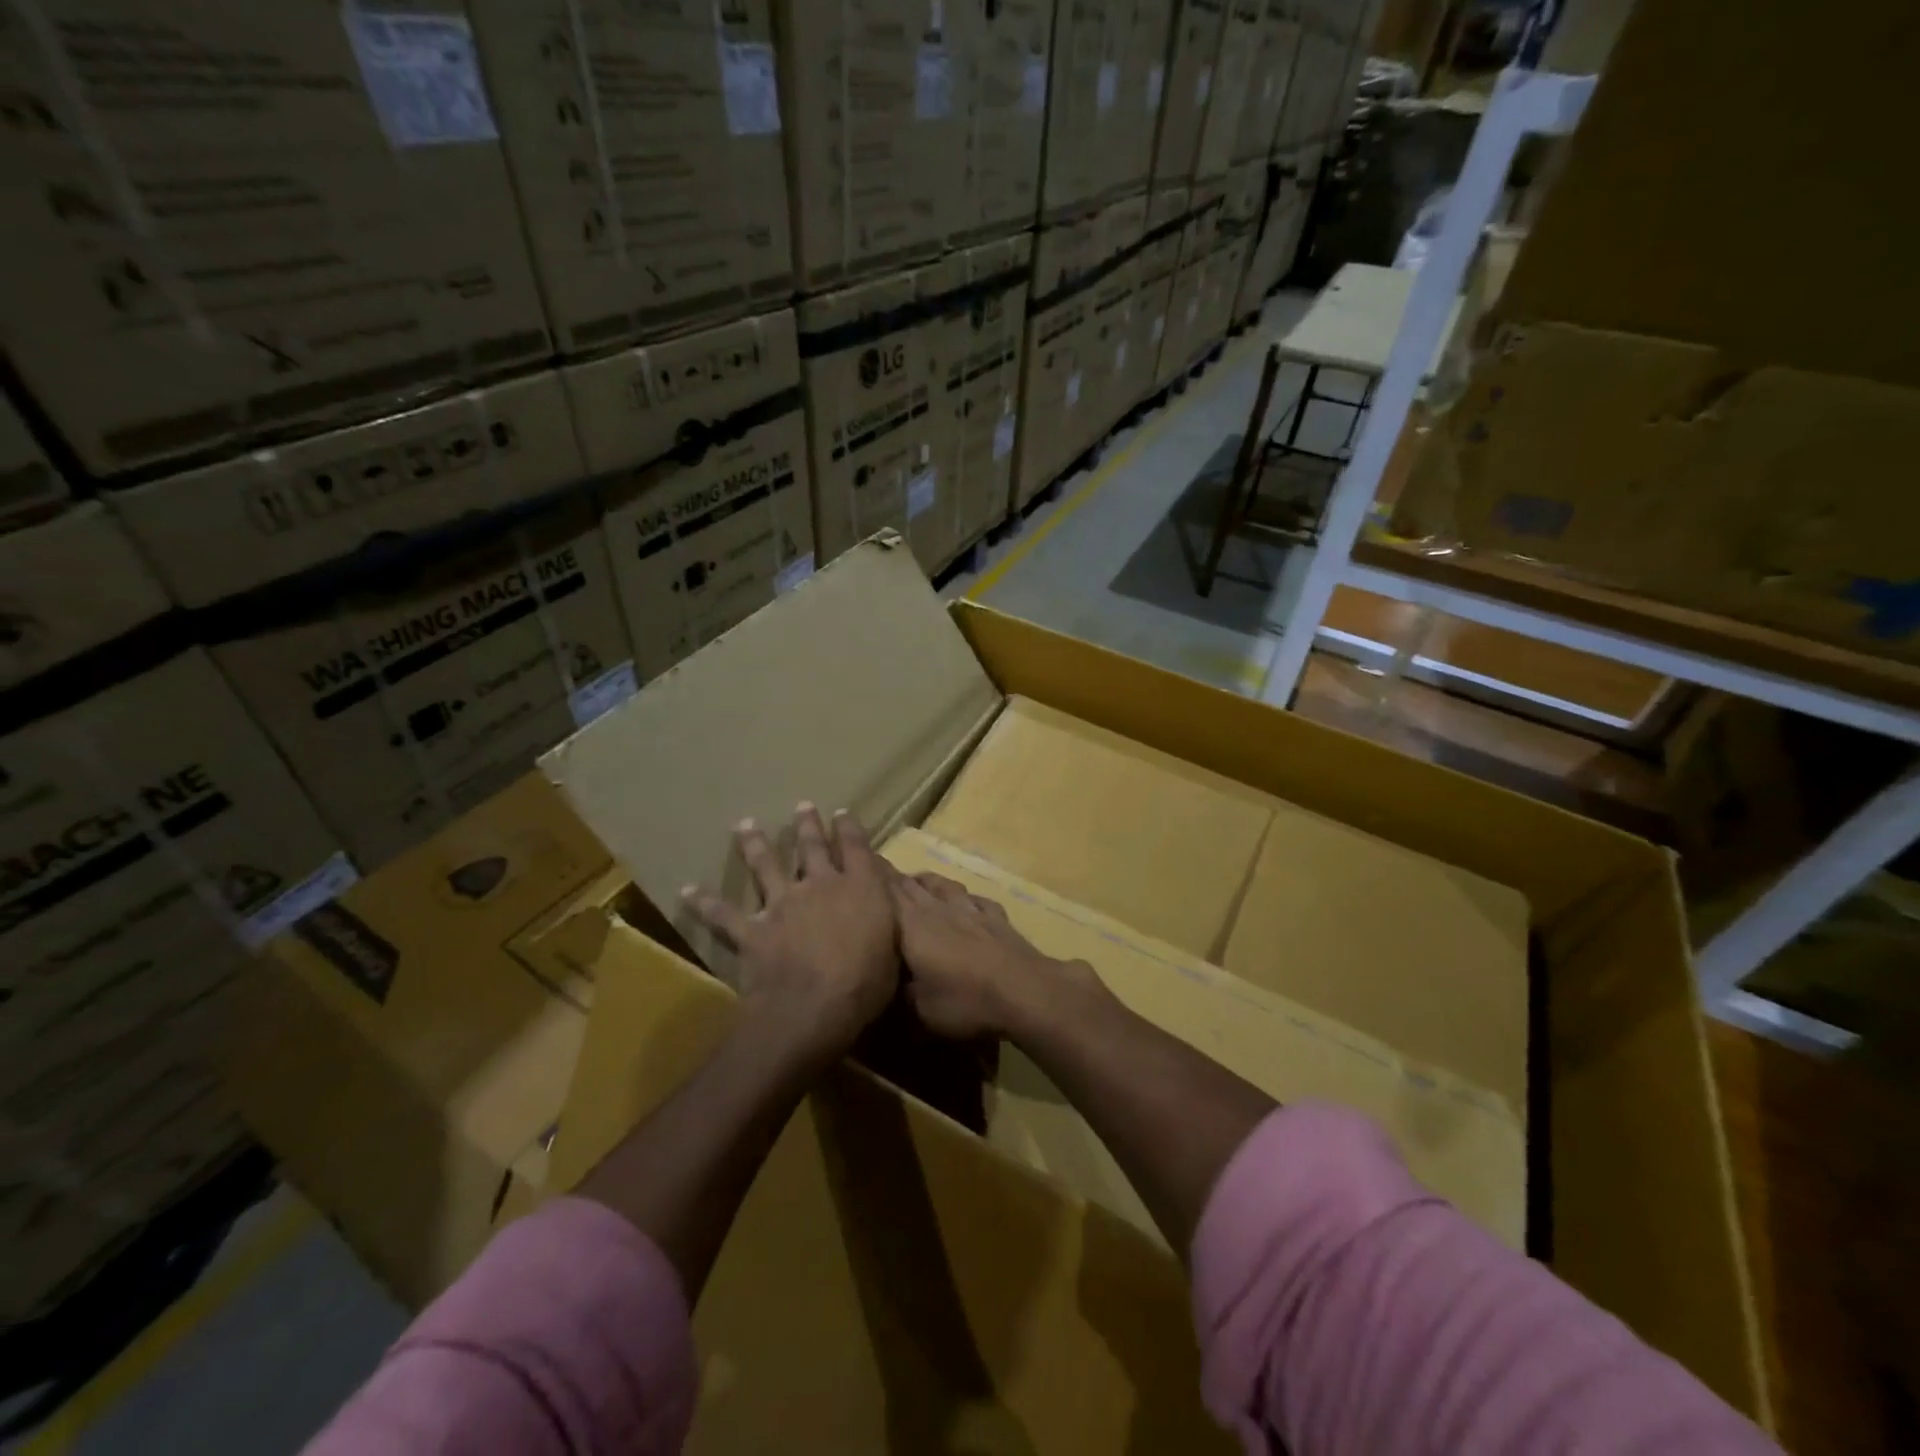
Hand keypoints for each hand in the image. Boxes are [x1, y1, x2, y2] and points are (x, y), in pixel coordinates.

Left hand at [683, 805, 898, 1063]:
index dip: (848, 828)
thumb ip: (887, 921)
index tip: (841, 813)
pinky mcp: (754, 930)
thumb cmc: (866, 982)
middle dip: (807, 825)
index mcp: (861, 888)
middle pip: (812, 847)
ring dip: (755, 844)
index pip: (856, 848)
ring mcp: (783, 905)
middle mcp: (820, 885)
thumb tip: (884, 907)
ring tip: (745, 824)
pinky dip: (704, 902)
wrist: (814, 1006)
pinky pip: (724, 914)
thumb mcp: (893, 947)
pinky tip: (687, 891)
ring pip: (766, 866)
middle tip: (802, 806)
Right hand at [890, 872, 1095, 1040]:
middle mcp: (938, 908)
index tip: (854, 862)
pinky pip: (975, 900)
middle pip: (909, 884)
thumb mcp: (919, 1010)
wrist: (1024, 991)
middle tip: (873, 866)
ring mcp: (970, 909)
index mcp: (912, 925)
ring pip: (942, 885)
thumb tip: (883, 985)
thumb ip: (898, 994)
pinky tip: (966, 901)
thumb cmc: (965, 1001)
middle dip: (890, 874)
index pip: (885, 893)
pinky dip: (964, 897)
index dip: (870, 877)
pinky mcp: (996, 918)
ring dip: (926, 880)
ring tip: (915, 879)